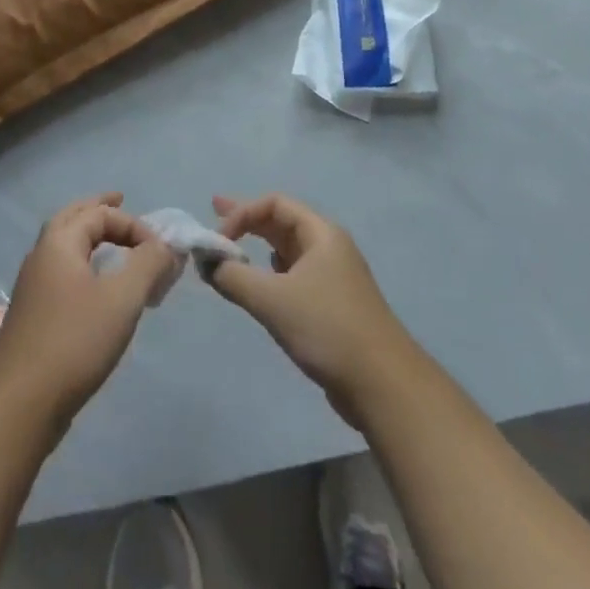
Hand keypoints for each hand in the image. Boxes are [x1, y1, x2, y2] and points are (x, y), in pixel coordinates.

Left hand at [0, 193, 176, 435]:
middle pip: (71, 218)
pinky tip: (96, 285)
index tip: (159, 254)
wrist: (20, 405)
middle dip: (98, 209)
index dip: (133, 225)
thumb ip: (148, 264)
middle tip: (121, 200)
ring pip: (63, 246)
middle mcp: (41, 257)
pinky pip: (62, 272)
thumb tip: (165, 244)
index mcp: (58, 243)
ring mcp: (32, 287)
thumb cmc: (74, 342)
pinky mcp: (33, 315)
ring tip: (112, 241)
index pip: (99, 214)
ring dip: (89, 236)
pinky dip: (82, 263)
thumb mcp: (122, 299)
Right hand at [205, 194, 416, 424]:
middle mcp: (329, 247)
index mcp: (322, 233)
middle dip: (247, 219)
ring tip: (231, 248)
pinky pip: (293, 276)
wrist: (382, 384)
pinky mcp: (331, 306)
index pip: (275, 204)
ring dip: (258, 247)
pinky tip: (259, 283)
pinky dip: (270, 273)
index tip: (218, 239)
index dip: (242, 213)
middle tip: (214, 213)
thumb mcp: (272, 299)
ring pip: (288, 251)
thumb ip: (234, 276)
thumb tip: (207, 263)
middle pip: (282, 222)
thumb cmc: (327, 328)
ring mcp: (332, 277)